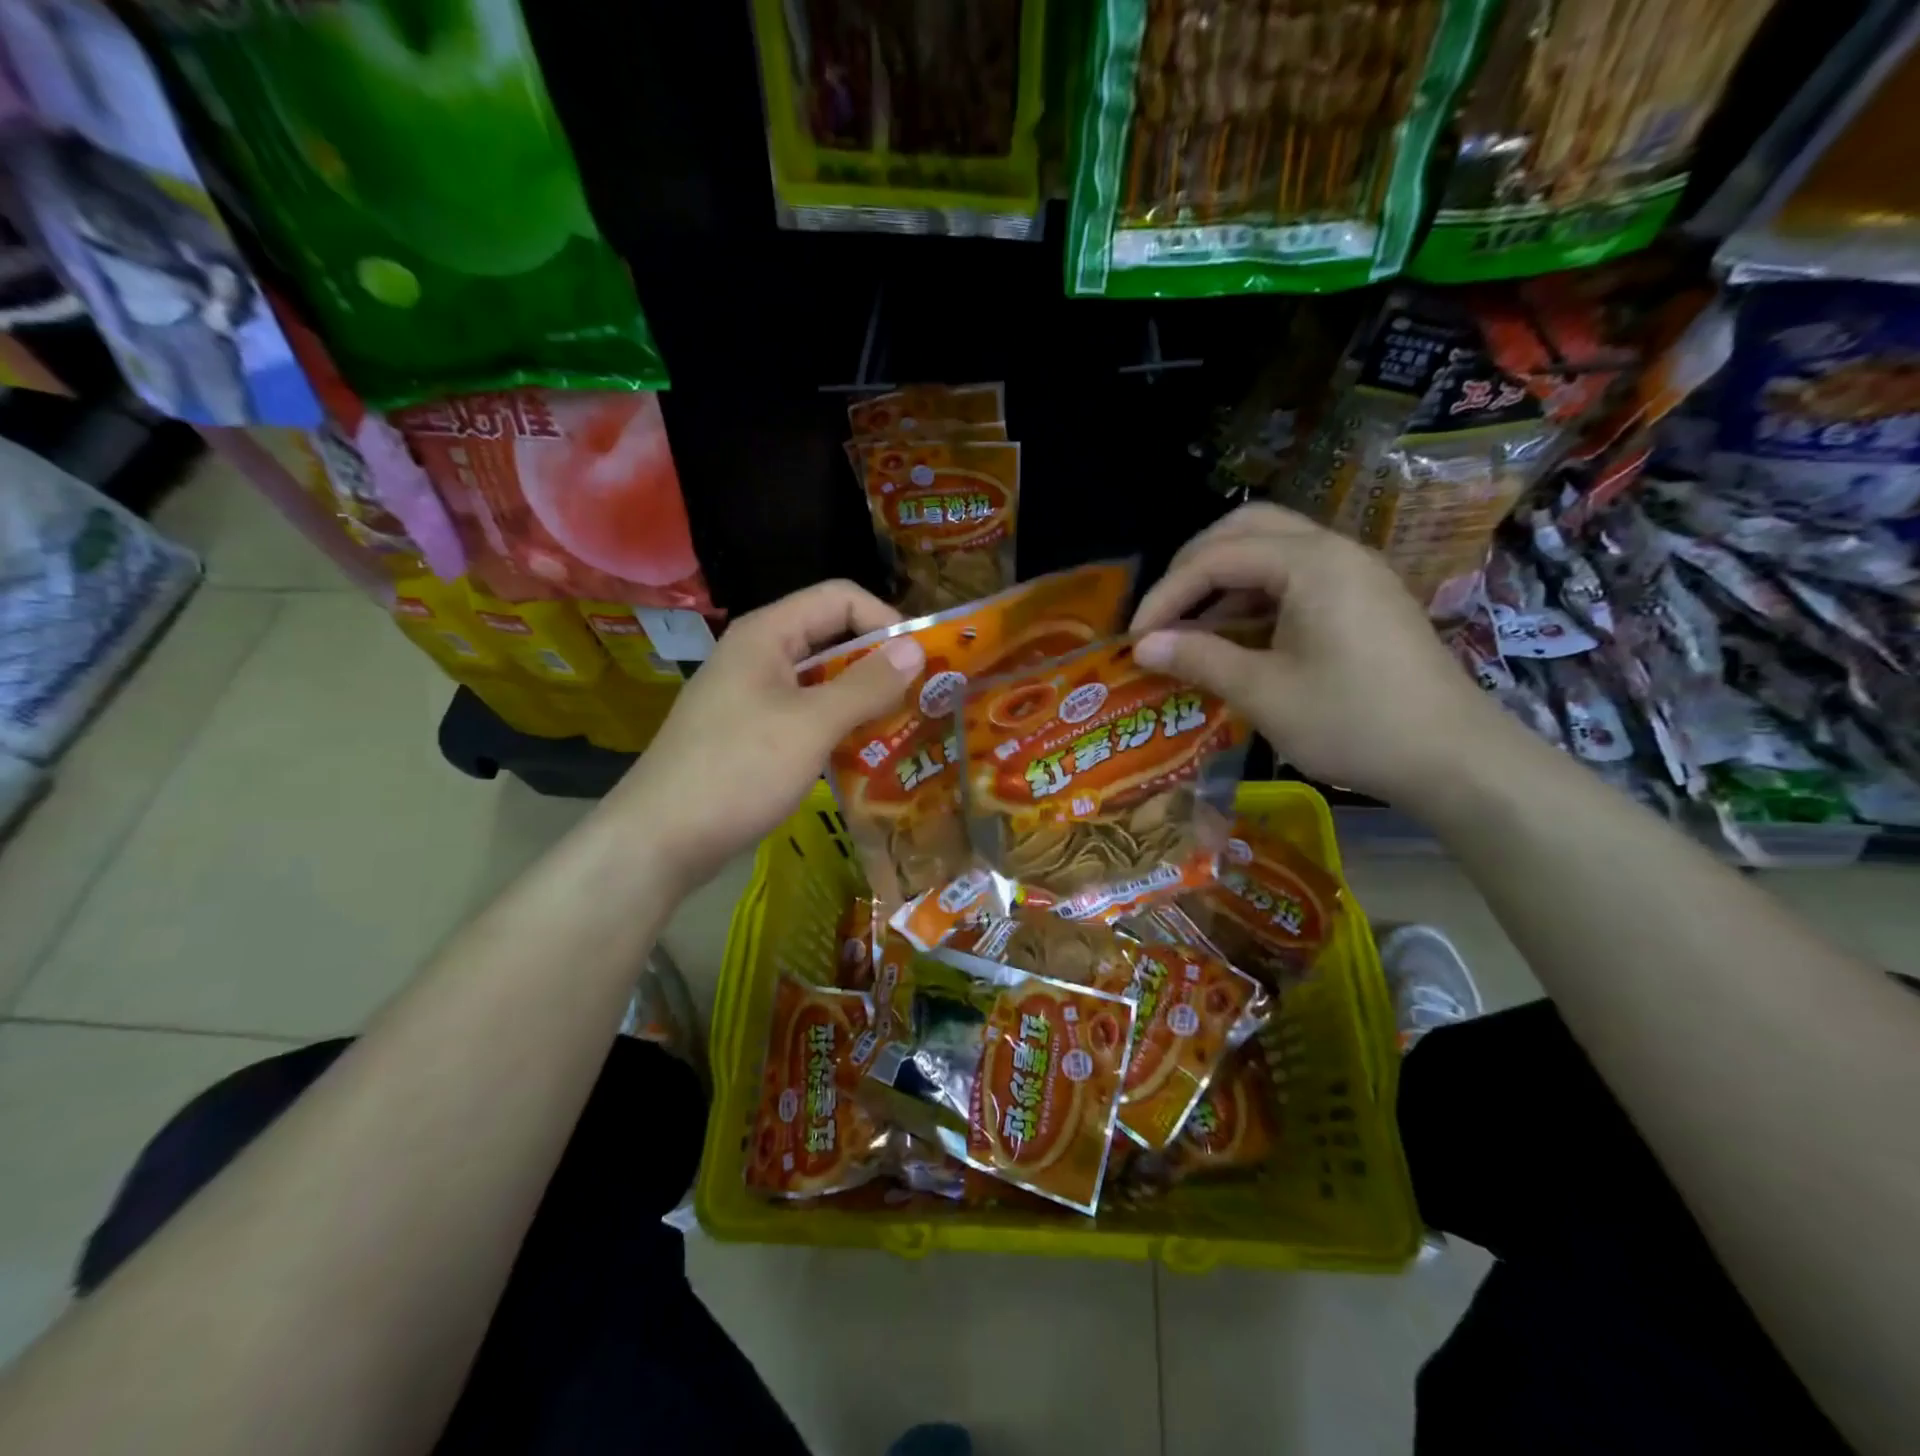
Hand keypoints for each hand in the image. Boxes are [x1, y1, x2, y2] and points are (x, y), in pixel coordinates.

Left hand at [607, 581, 925, 893]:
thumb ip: (866, 685)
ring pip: (821, 682)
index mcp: (767, 635)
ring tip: (905, 730)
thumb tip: (916, 649)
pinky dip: (838, 728)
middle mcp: (759, 655)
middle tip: (923, 699)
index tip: (922, 661)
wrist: (659, 840)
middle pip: (832, 639)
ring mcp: (752, 696)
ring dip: (863, 701)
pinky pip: (806, 716)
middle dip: (880, 665)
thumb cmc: (737, 771)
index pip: (839, 599)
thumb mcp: (810, 725)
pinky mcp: (751, 734)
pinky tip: (866, 757)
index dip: (885, 620)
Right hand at [1131, 504, 1509, 808]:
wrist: (1454, 758)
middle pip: (1246, 529)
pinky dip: (1256, 597)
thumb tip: (1142, 646)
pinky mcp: (1364, 599)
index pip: (1217, 558)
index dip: (1166, 595)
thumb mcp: (1264, 693)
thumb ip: (1199, 659)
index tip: (1136, 638)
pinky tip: (1238, 638)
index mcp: (1311, 563)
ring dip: (1225, 581)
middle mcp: (1334, 551)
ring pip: (1273, 550)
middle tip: (1163, 612)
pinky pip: (1297, 577)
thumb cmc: (1353, 722)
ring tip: (1192, 629)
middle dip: (1193, 567)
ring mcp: (1355, 573)